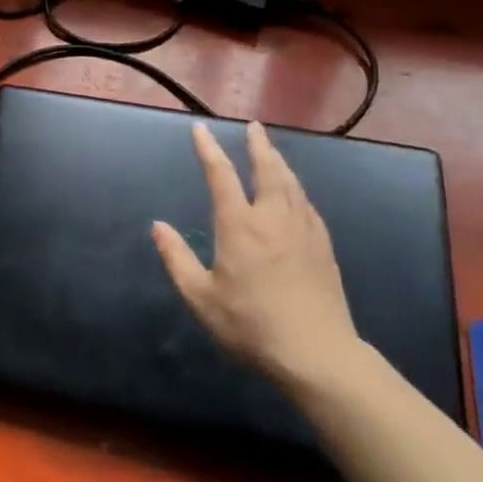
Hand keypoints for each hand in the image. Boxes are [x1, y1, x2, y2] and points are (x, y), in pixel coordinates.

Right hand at [152, 122, 363, 391]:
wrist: (317, 354)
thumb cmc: (251, 325)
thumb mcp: (201, 298)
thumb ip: (177, 259)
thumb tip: (158, 226)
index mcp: (240, 226)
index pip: (221, 176)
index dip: (209, 150)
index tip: (200, 129)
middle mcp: (273, 218)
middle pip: (267, 169)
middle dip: (258, 145)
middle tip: (254, 127)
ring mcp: (303, 230)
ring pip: (291, 183)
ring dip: (279, 162)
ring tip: (272, 151)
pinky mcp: (323, 246)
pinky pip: (306, 203)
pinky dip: (295, 188)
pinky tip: (295, 193)